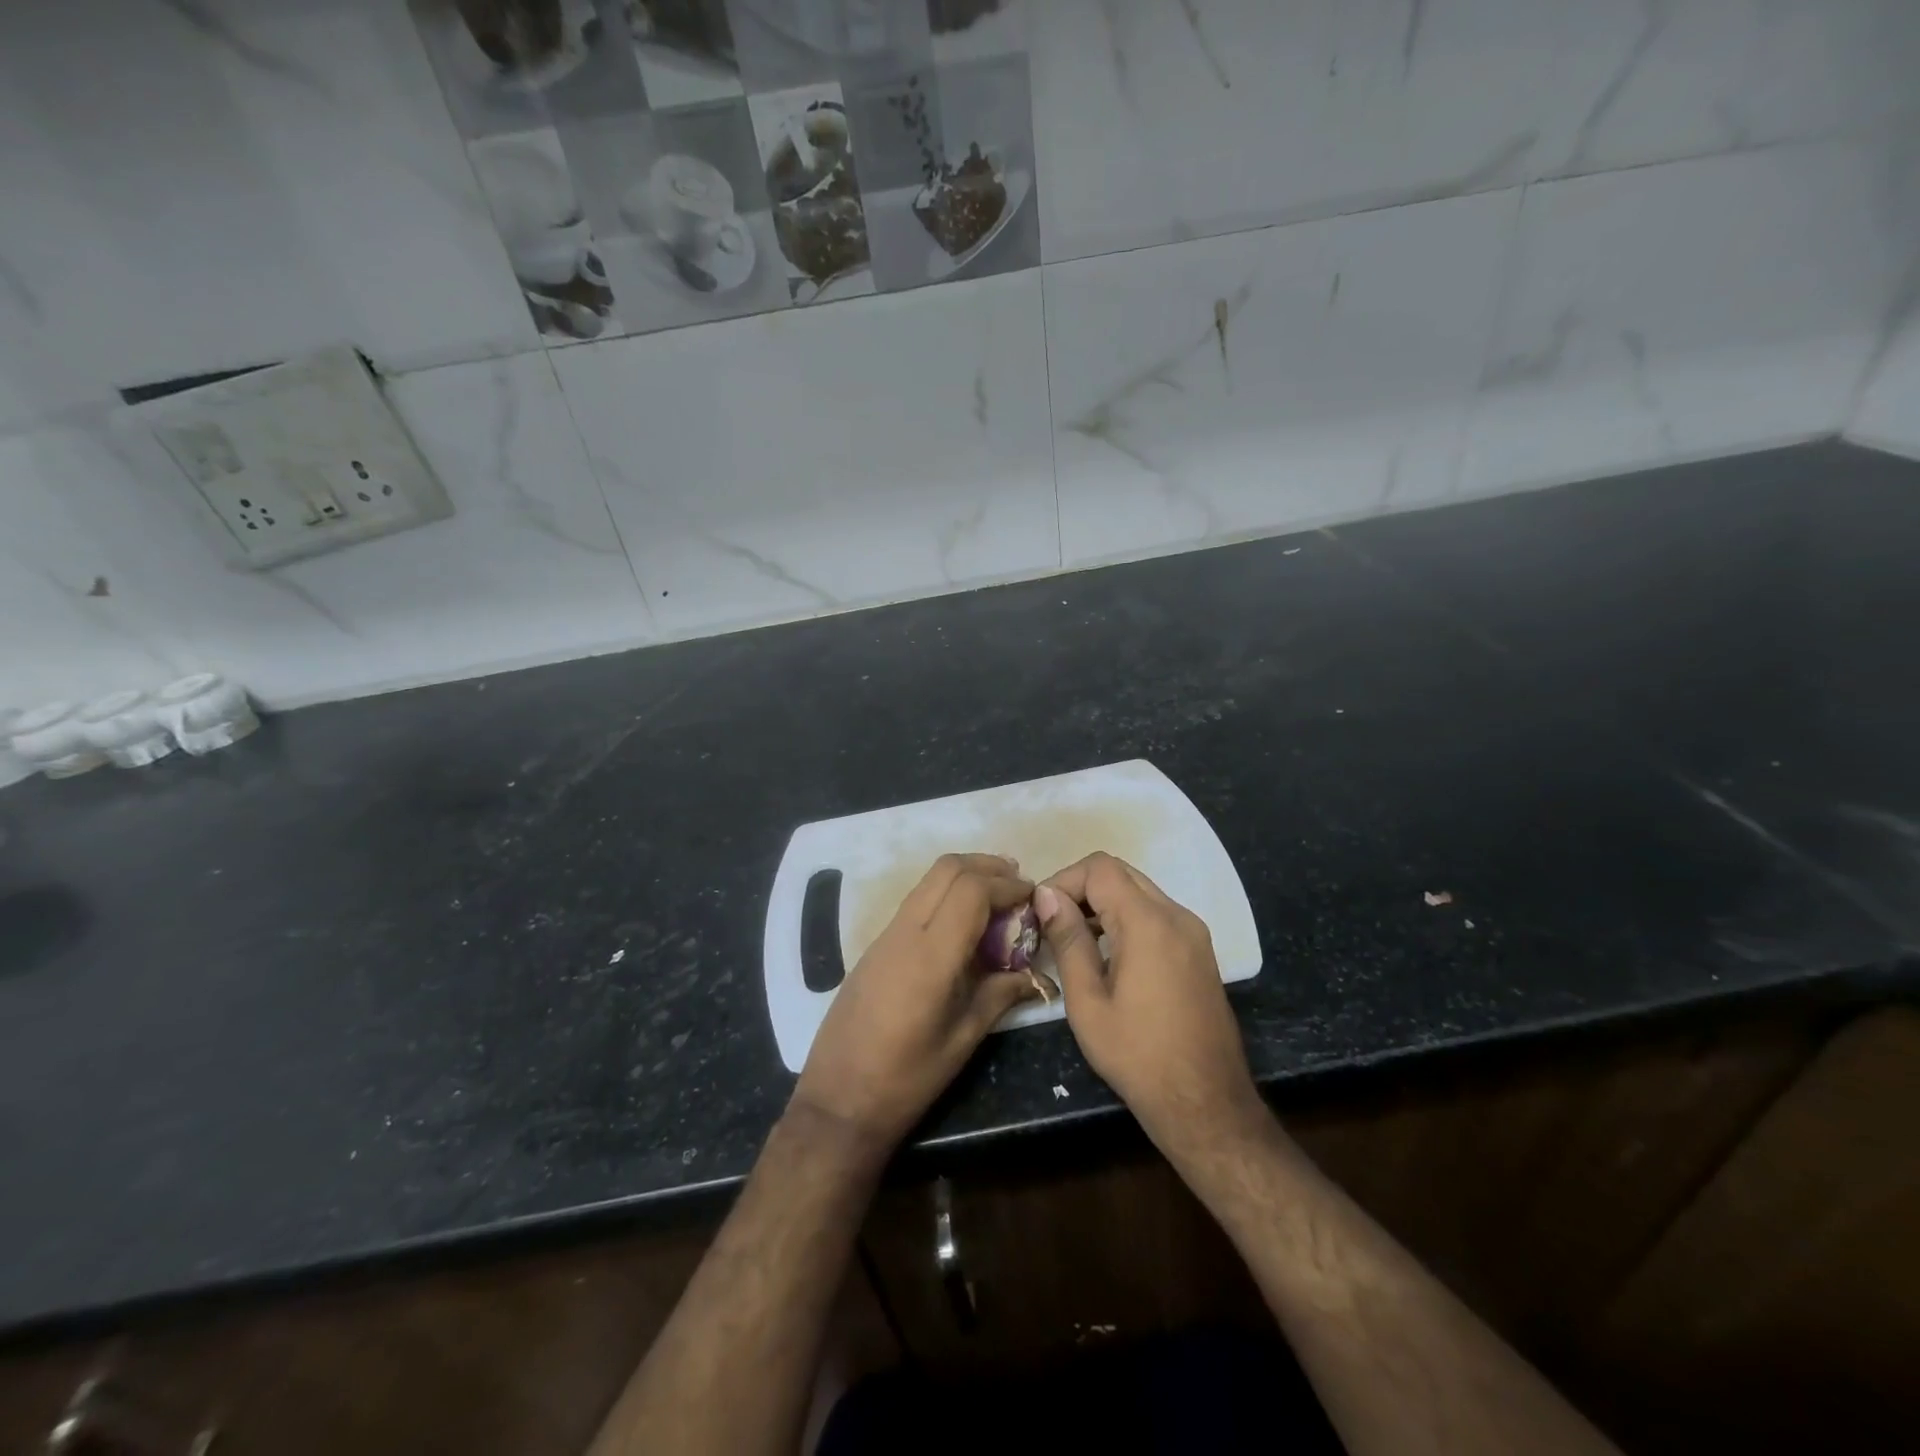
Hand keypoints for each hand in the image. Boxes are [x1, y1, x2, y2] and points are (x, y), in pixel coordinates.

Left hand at [792, 854, 1039, 1149]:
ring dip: (966, 877)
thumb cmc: (905, 1080)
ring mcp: (885, 935)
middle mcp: (905, 932)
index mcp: (930, 956)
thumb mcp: (962, 1040)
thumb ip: (1000, 995)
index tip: (1034, 897)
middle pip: (948, 869)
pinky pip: (916, 902)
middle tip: (1018, 887)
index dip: (1007, 885)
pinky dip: (946, 895)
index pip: (972, 890)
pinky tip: (965, 925)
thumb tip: (1038, 976)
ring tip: (997, 900)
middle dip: (988, 867)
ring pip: (929, 880)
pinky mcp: (875, 946)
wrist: (837, 1101)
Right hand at [1035, 853, 1264, 1159]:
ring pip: (1139, 890)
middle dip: (1081, 888)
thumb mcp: (1088, 1001)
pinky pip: (1156, 914)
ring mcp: (1193, 932)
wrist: (1206, 1103)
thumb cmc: (1138, 1056)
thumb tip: (1047, 896)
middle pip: (1121, 873)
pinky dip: (1126, 918)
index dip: (1064, 880)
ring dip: (1103, 903)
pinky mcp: (1199, 950)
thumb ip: (1068, 940)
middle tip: (1053, 923)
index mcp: (1149, 923)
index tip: (1041, 913)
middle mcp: (1177, 915)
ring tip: (1073, 939)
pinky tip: (1106, 954)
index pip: (1100, 868)